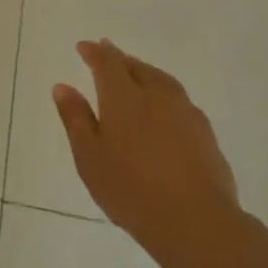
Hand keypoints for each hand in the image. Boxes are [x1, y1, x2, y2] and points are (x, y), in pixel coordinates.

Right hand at [53, 39, 239, 257]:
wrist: (195, 220)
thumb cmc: (130, 189)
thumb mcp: (89, 157)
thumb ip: (75, 119)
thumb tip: (63, 86)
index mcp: (123, 97)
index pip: (107, 63)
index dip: (95, 52)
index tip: (84, 46)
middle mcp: (156, 95)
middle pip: (136, 67)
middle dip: (119, 59)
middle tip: (107, 54)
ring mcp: (184, 111)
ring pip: (161, 80)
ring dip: (144, 72)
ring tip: (135, 74)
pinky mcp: (204, 131)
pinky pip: (178, 99)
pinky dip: (163, 93)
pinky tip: (162, 108)